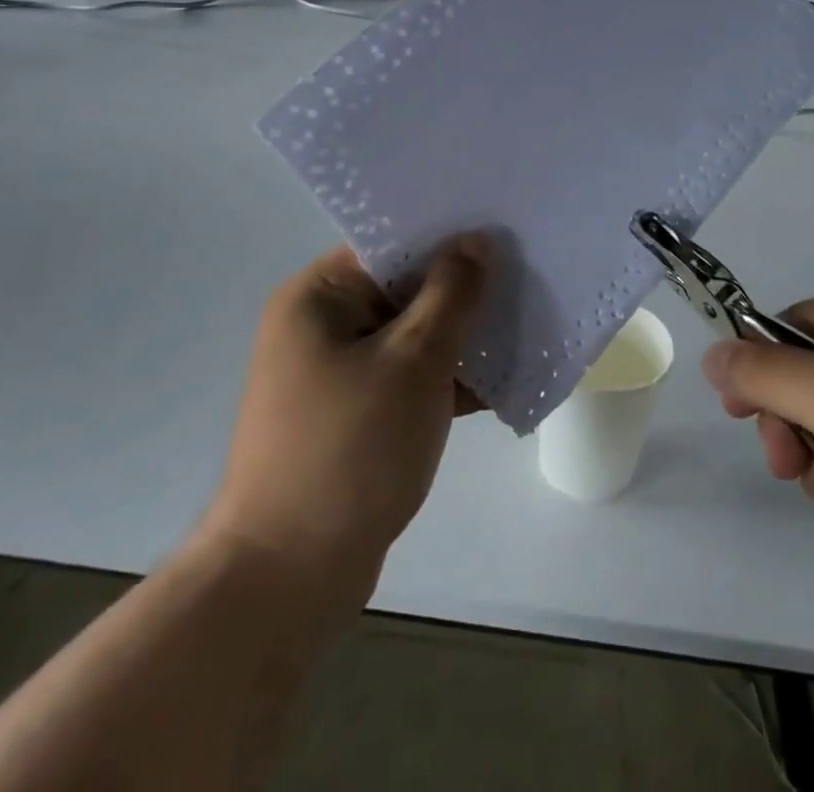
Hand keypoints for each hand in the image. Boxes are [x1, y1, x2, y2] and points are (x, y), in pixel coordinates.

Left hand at [198, 236, 490, 605]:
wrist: (287, 580)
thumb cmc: (351, 450)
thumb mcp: (414, 361)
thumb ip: (453, 294)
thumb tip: (478, 240)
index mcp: (318, 295)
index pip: (391, 245)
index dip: (449, 238)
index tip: (504, 234)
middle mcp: (320, 324)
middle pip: (404, 289)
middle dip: (464, 291)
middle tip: (526, 278)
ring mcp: (334, 373)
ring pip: (411, 336)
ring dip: (461, 339)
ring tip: (525, 327)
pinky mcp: (352, 415)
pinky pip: (406, 378)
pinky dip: (445, 380)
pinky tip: (501, 383)